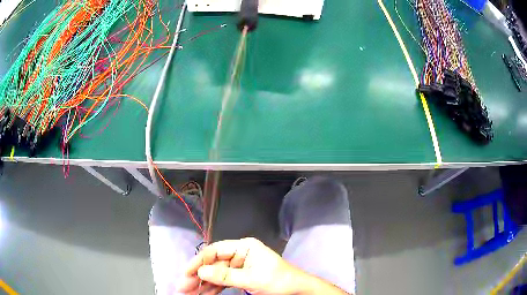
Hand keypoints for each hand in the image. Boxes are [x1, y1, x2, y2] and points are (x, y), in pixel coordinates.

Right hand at [177, 237, 307, 294]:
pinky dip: (214, 289)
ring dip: (203, 285)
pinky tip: (203, 294)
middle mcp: (240, 254)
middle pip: (213, 265)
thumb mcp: (252, 279)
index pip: (215, 251)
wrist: (298, 290)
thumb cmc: (279, 281)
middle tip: (183, 287)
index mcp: (244, 247)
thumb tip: (200, 273)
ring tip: (189, 293)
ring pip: (217, 275)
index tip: (186, 273)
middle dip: (198, 277)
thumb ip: (225, 276)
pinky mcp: (242, 277)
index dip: (199, 262)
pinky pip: (224, 282)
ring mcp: (240, 266)